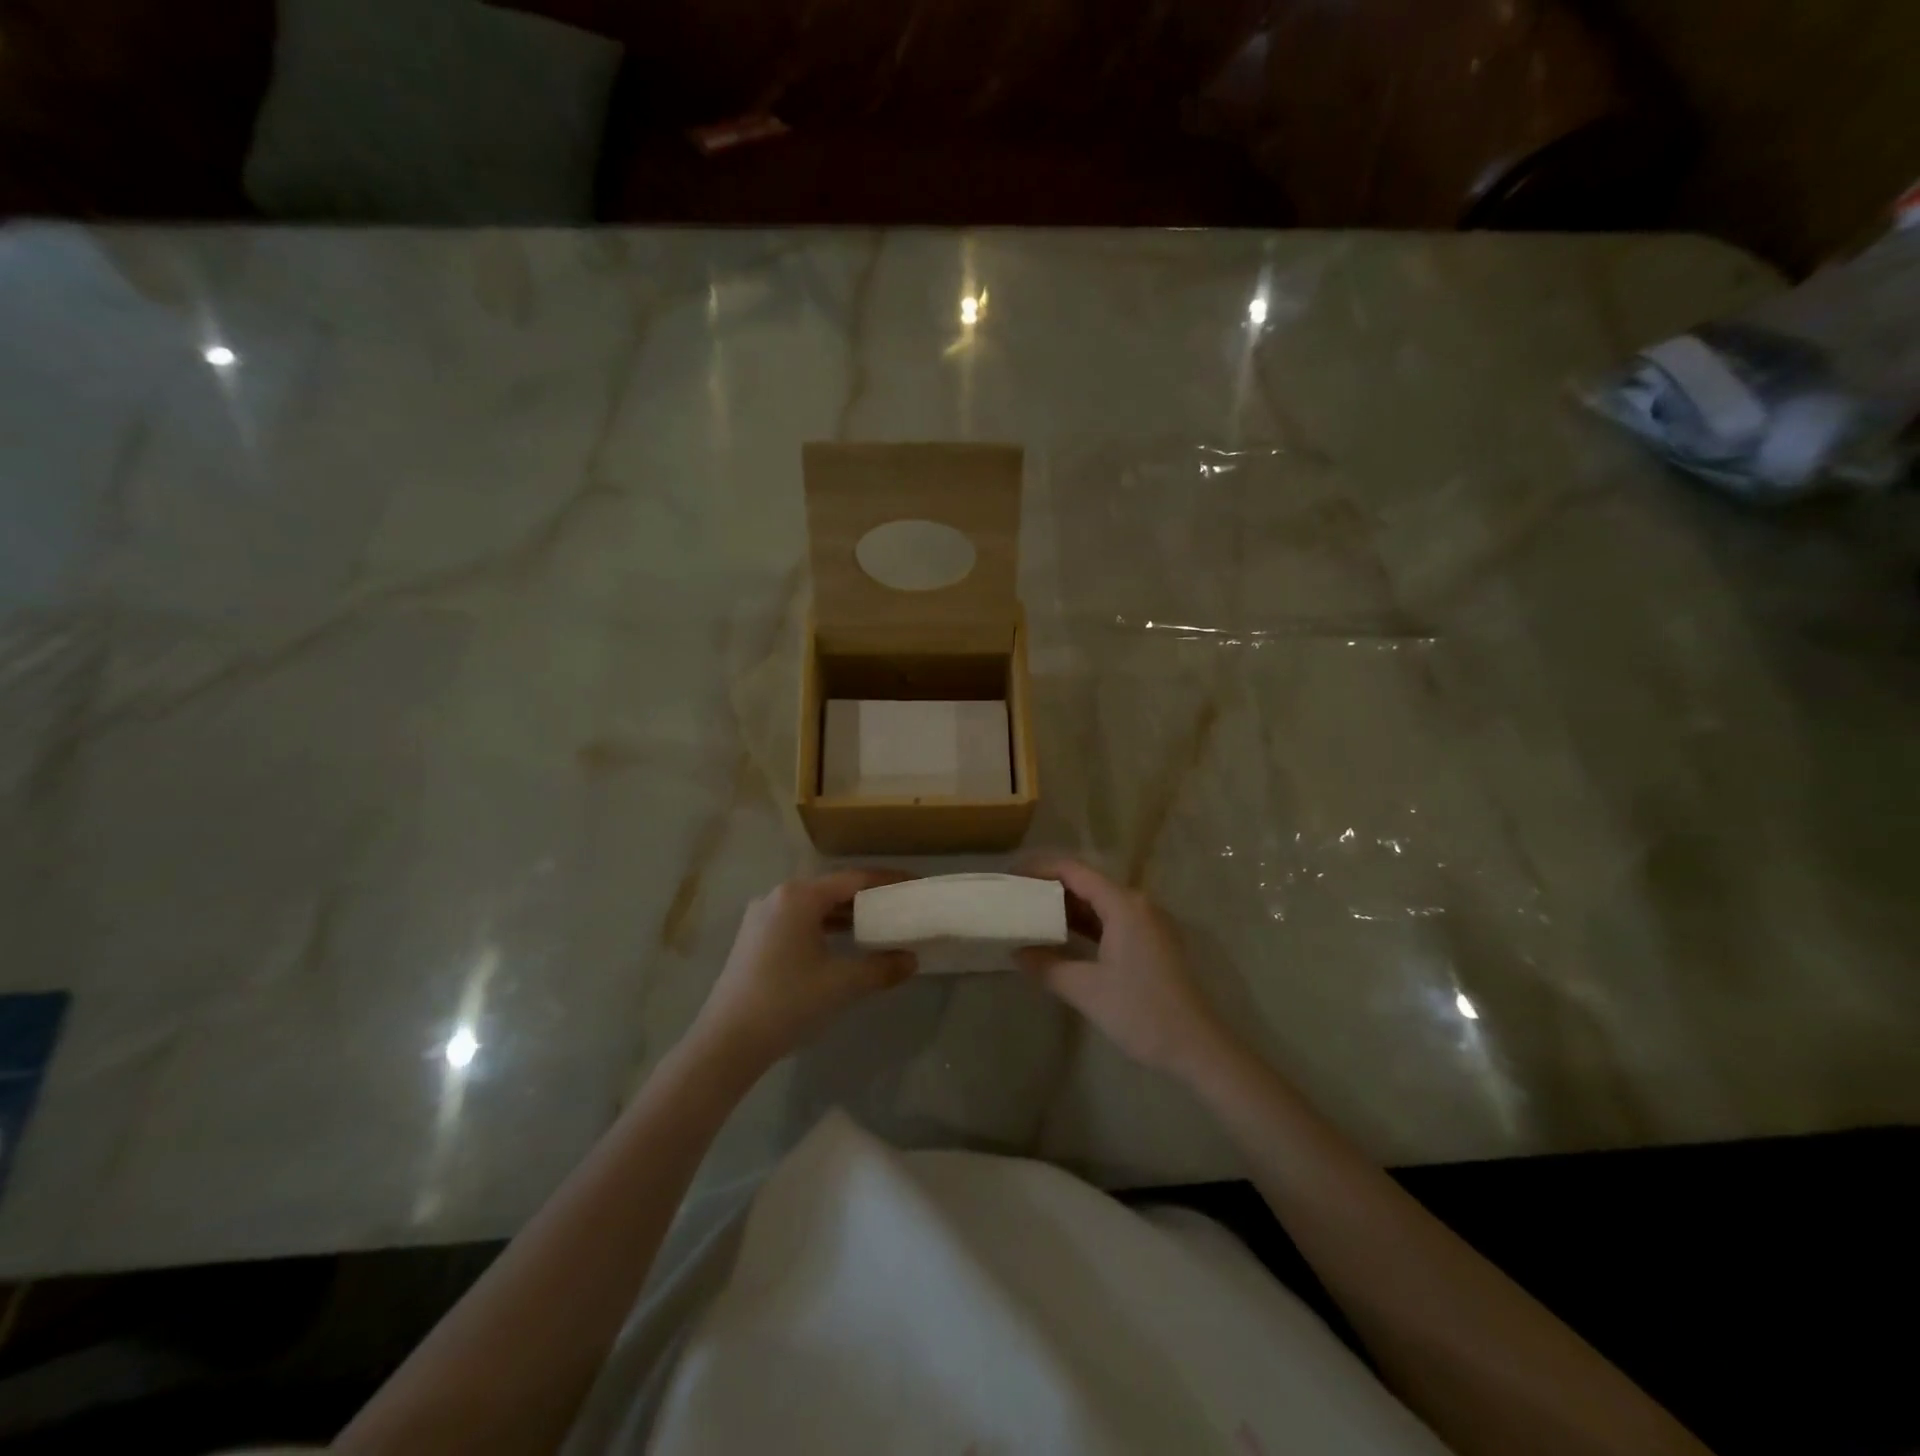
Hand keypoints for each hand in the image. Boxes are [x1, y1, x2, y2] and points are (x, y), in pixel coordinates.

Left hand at [688, 870, 916, 1074]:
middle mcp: (778, 896)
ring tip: (877, 925)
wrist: (727, 1042)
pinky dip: (824, 927)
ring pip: (814, 906)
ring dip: (845, 914)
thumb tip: (911, 960)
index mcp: (799, 896)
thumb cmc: (788, 1002)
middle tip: (899, 906)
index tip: (914, 884)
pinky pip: (798, 921)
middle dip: (867, 897)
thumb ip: (881, 967)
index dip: (887, 881)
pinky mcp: (753, 939)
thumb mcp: (842, 984)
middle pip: (832, 889)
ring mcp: (761, 917)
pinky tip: (841, 945)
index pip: (854, 878)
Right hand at [1016, 858, 1230, 1079]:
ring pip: (1100, 902)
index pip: (1074, 871)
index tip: (1010, 876)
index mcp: (1124, 905)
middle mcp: (1138, 904)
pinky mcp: (1151, 942)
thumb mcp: (1086, 990)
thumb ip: (1047, 966)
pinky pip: (1111, 919)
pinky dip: (1085, 923)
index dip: (1040, 869)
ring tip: (1030, 913)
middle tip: (1015, 896)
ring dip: (1066, 906)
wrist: (1197, 1047)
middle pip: (1087, 882)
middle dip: (1050, 886)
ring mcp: (1148, 923)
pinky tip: (1062, 936)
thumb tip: (1016, 952)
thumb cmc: (1141, 1012)